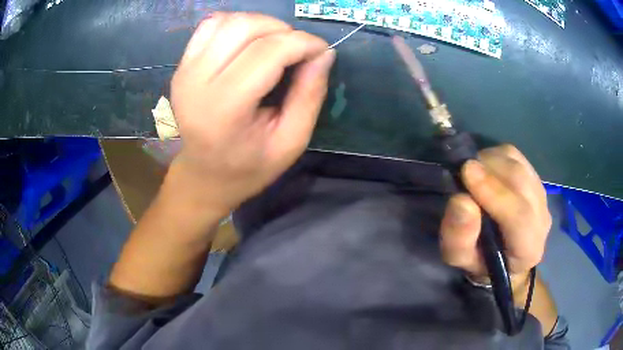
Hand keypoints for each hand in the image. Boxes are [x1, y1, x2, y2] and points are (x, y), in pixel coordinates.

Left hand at [168, 12, 335, 217]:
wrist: (203, 175)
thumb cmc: (249, 166)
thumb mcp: (291, 141)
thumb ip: (310, 95)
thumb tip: (324, 53)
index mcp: (224, 109)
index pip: (268, 52)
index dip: (303, 43)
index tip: (321, 51)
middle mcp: (197, 82)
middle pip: (245, 27)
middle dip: (283, 30)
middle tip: (297, 51)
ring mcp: (184, 71)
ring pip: (228, 21)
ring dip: (260, 24)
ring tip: (274, 45)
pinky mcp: (181, 65)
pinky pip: (211, 25)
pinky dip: (236, 25)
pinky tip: (248, 43)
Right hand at [440, 145, 551, 281]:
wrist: (504, 255)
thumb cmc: (480, 261)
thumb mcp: (460, 259)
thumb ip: (460, 237)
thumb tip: (461, 201)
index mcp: (528, 249)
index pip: (520, 216)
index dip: (495, 193)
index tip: (467, 172)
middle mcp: (542, 218)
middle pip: (521, 181)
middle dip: (489, 169)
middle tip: (463, 172)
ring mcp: (541, 195)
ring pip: (518, 164)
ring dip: (492, 161)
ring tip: (473, 172)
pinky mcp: (535, 178)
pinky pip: (517, 157)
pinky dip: (497, 156)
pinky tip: (486, 168)